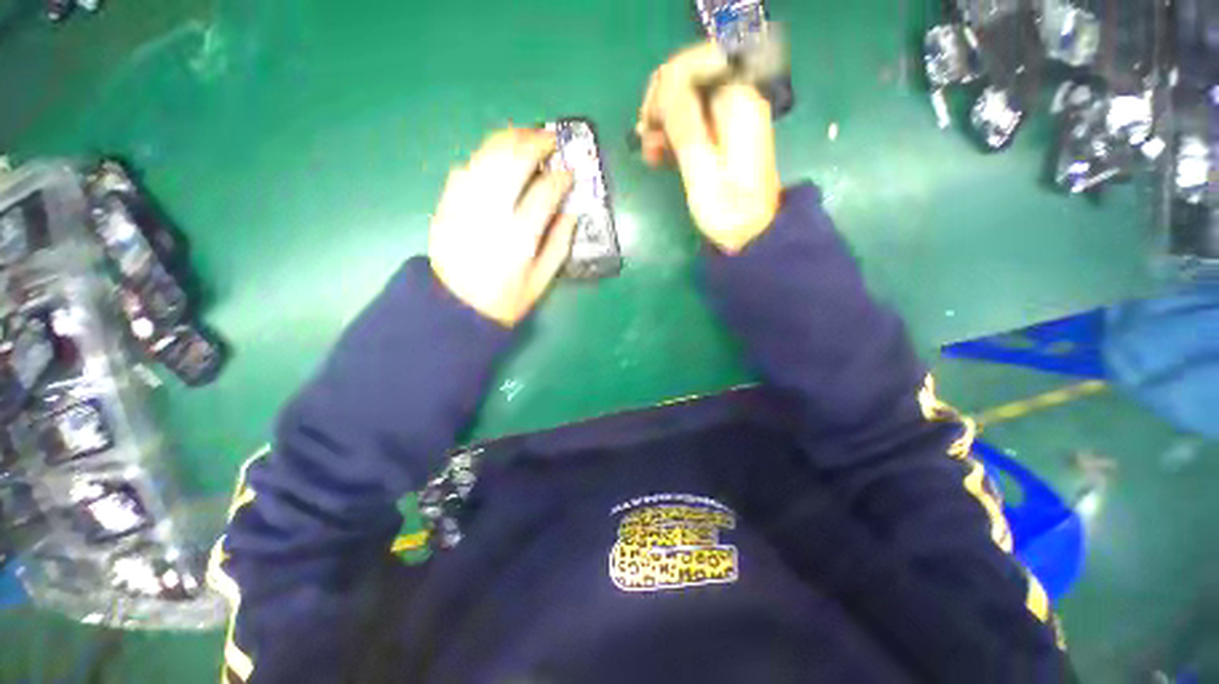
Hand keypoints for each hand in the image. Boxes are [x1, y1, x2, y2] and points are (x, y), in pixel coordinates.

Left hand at [429, 128, 576, 326]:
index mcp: (519, 238)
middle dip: (534, 143)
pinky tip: (495, 155)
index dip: (560, 178)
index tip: (569, 173)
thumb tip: (571, 214)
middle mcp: (491, 215)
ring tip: (524, 134)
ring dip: (507, 139)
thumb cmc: (505, 300)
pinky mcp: (447, 206)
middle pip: (513, 163)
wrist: (455, 308)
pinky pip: (465, 170)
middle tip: (549, 139)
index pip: (544, 193)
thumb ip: (559, 246)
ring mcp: (465, 206)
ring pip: (486, 158)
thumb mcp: (541, 282)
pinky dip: (482, 157)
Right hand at [637, 42, 781, 253]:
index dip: (665, 87)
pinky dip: (674, 136)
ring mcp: (730, 122)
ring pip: (688, 104)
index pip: (694, 66)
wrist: (751, 237)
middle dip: (662, 107)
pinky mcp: (723, 140)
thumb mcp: (702, 170)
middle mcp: (736, 103)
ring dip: (664, 124)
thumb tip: (666, 84)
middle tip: (646, 142)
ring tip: (650, 154)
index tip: (649, 123)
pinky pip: (693, 124)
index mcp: (736, 103)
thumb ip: (685, 125)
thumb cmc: (727, 211)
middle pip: (690, 82)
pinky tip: (660, 155)